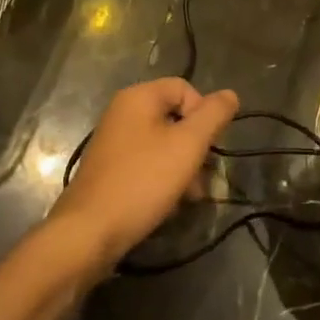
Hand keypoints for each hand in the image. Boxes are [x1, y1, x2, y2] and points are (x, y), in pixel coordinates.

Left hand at [48, 78, 239, 271]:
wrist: (89, 231)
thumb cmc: (143, 181)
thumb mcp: (188, 145)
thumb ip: (213, 116)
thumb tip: (230, 94)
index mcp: (138, 97)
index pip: (184, 88)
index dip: (204, 114)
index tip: (209, 146)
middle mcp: (122, 112)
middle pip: (174, 117)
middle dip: (195, 146)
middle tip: (204, 176)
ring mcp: (114, 141)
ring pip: (163, 143)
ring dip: (183, 166)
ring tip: (191, 197)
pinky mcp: (110, 168)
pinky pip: (146, 162)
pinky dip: (163, 178)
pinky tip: (170, 203)